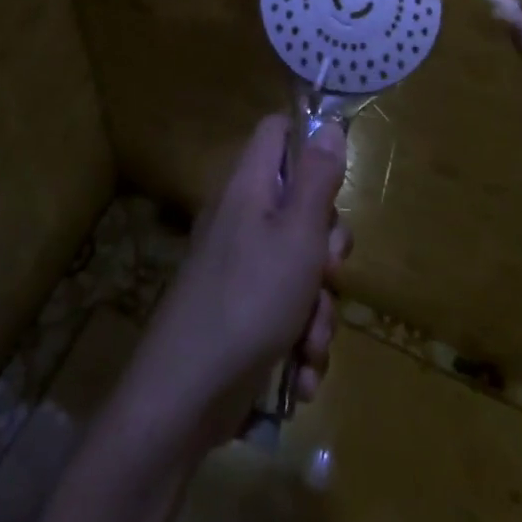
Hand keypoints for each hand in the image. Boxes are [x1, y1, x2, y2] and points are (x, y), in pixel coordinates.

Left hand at [124, 115, 351, 450]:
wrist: (185, 397)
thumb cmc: (250, 299)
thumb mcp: (298, 233)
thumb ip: (317, 178)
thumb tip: (327, 124)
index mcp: (250, 188)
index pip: (276, 132)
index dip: (309, 141)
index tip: (336, 177)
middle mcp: (244, 221)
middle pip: (302, 208)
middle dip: (328, 250)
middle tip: (328, 271)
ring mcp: (242, 270)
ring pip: (303, 269)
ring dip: (319, 310)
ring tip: (310, 342)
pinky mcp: (244, 316)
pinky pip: (288, 312)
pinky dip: (300, 342)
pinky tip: (300, 374)